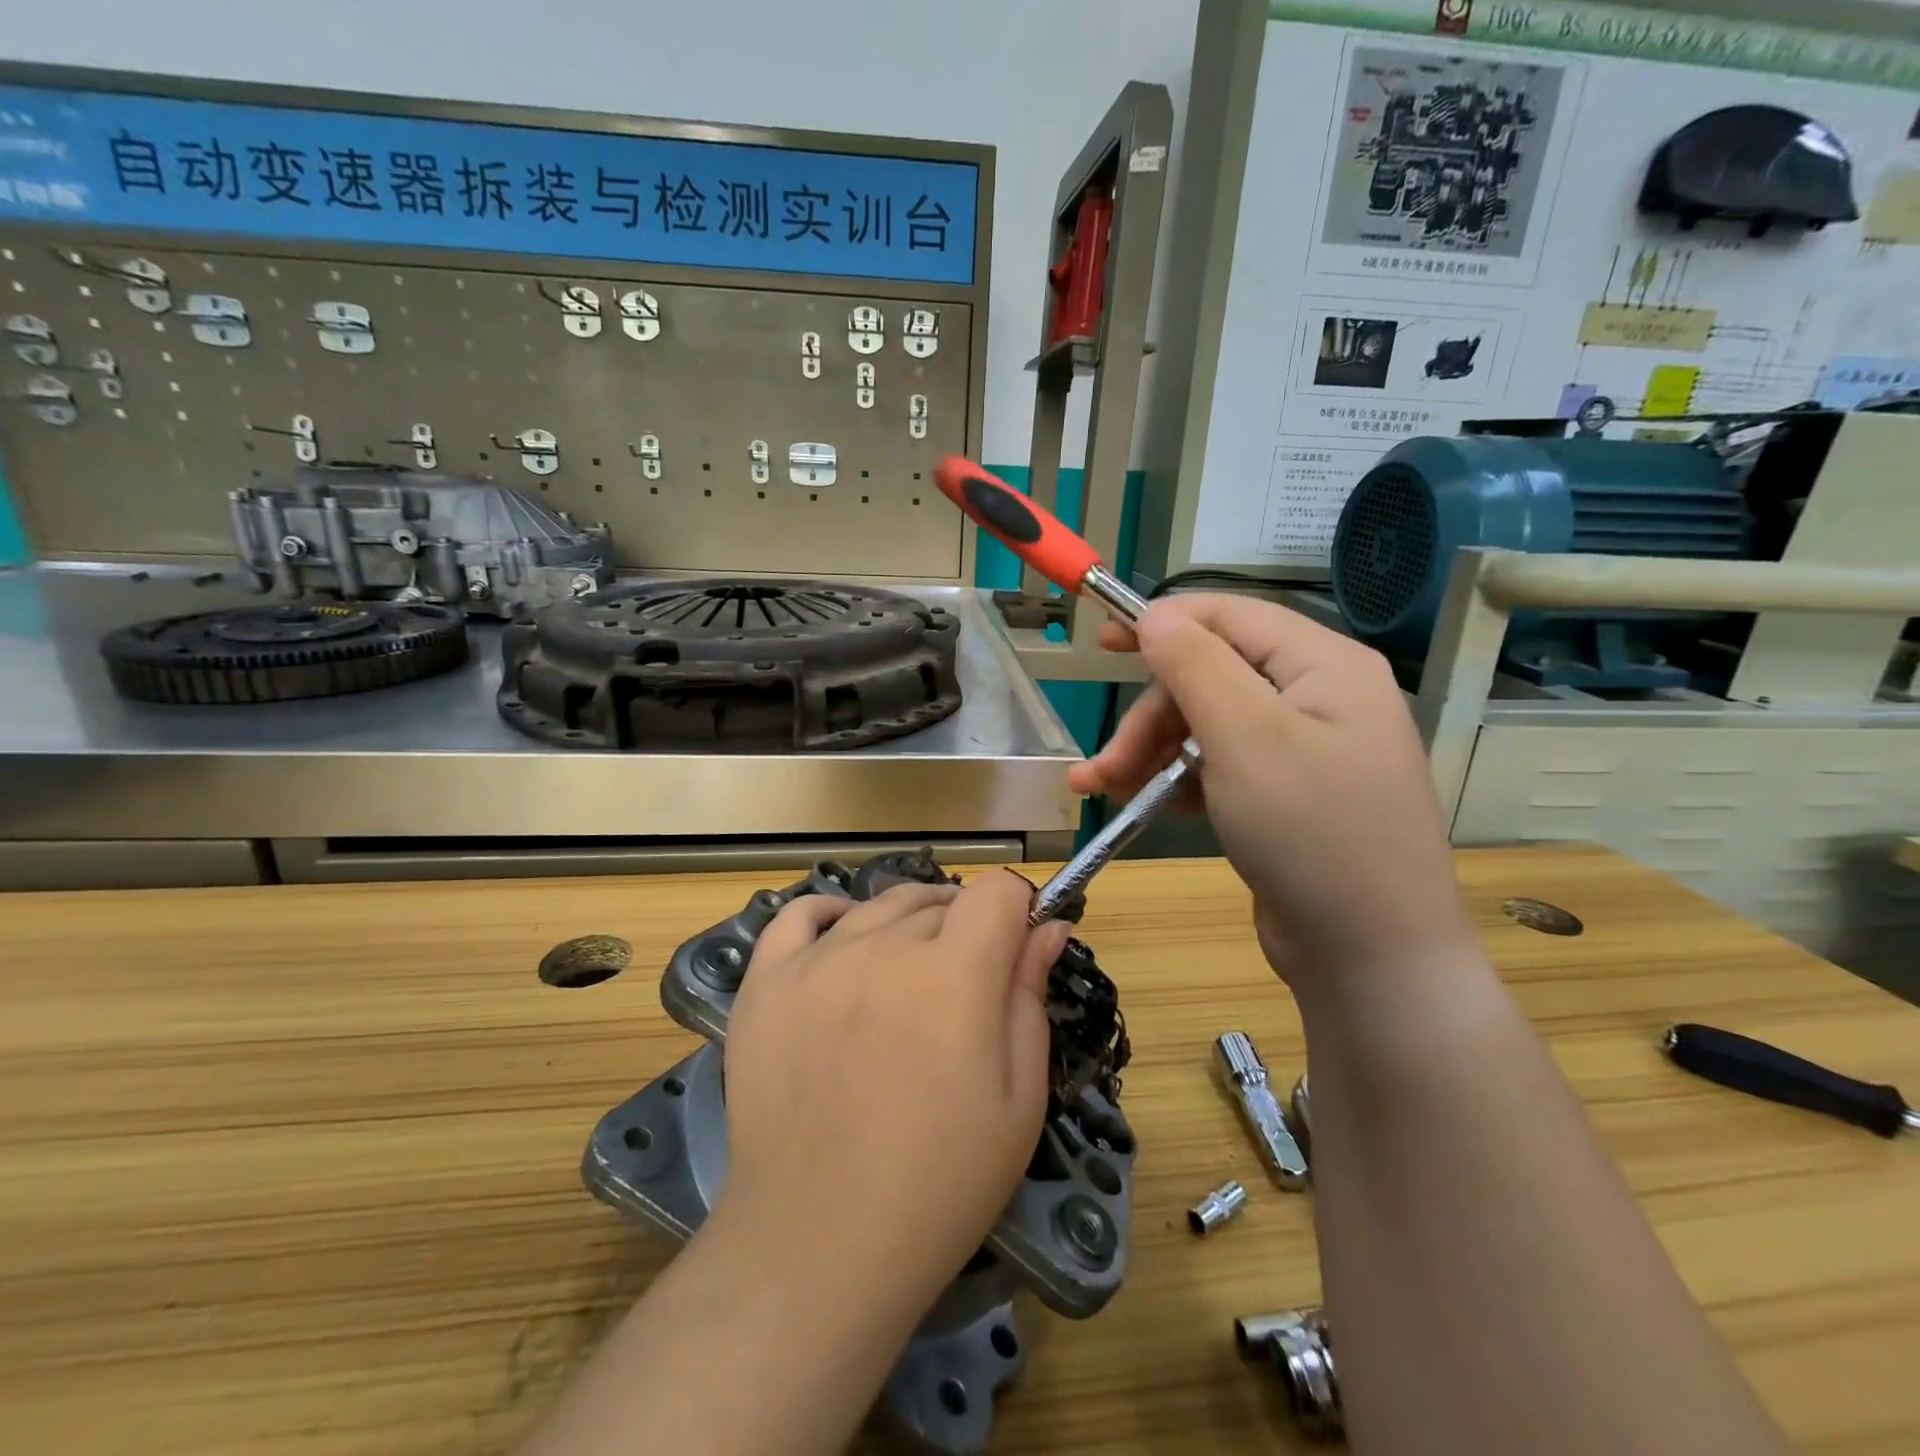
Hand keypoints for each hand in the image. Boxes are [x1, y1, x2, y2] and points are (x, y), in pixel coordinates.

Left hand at [717, 871, 1070, 1319]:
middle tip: (962, 994)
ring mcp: (817, 959)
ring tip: (909, 979)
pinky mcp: (766, 982)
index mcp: (955, 972)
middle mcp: (884, 946)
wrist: (820, 1245)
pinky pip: (798, 915)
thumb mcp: (1018, 1098)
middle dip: (966, 931)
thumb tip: (1048, 927)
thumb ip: (1030, 996)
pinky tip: (844, 940)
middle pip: (940, 902)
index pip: (998, 890)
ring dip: (908, 927)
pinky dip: (830, 915)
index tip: (1016, 952)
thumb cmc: (940, 1182)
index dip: (1018, 912)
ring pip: (880, 906)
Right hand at [1070, 594, 1471, 987]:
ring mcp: (1303, 750)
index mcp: (1324, 665)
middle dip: (1150, 718)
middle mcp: (1318, 698)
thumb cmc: (1312, 834)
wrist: (1371, 957)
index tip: (1100, 642)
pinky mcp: (1285, 796)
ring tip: (1104, 790)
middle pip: (1211, 678)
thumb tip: (1156, 615)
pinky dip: (1176, 780)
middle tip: (1104, 766)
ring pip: (1206, 726)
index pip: (1230, 615)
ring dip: (1150, 752)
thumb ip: (1196, 666)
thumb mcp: (1246, 739)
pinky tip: (1145, 804)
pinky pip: (1219, 766)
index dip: (1163, 622)